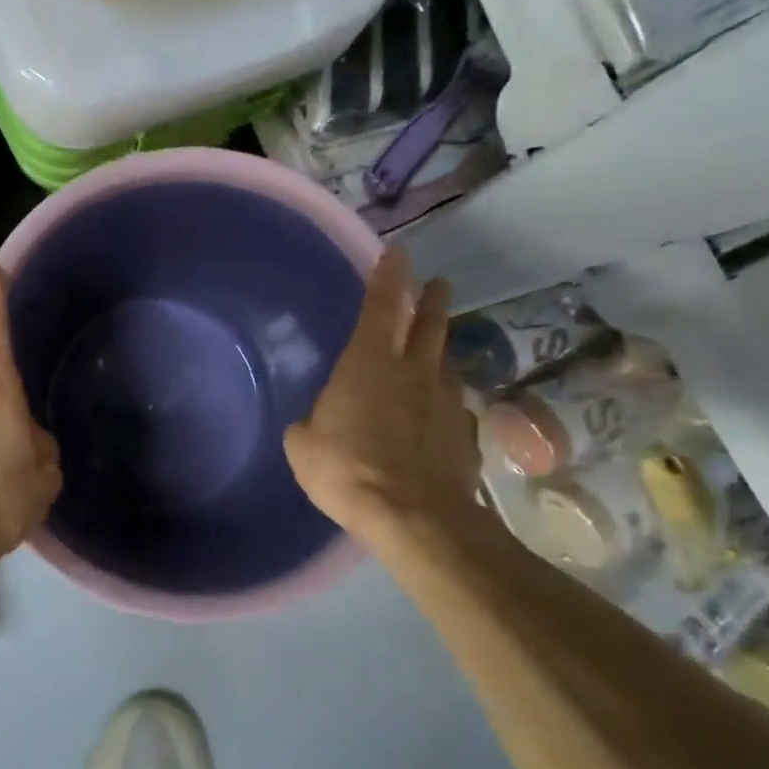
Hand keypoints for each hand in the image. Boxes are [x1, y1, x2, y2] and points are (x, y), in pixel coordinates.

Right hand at [284, 251, 486, 553]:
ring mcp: (445, 401)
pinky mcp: (465, 434)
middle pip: (429, 323)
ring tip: (438, 345)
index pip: (381, 304)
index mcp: (369, 362)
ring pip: (446, 361)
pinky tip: (442, 412)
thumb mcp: (303, 445)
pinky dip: (447, 401)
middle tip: (437, 283)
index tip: (398, 252)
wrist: (414, 516)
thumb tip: (316, 421)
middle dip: (431, 299)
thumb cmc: (347, 468)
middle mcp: (413, 370)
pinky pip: (455, 406)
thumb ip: (309, 424)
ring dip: (442, 347)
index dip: (388, 275)